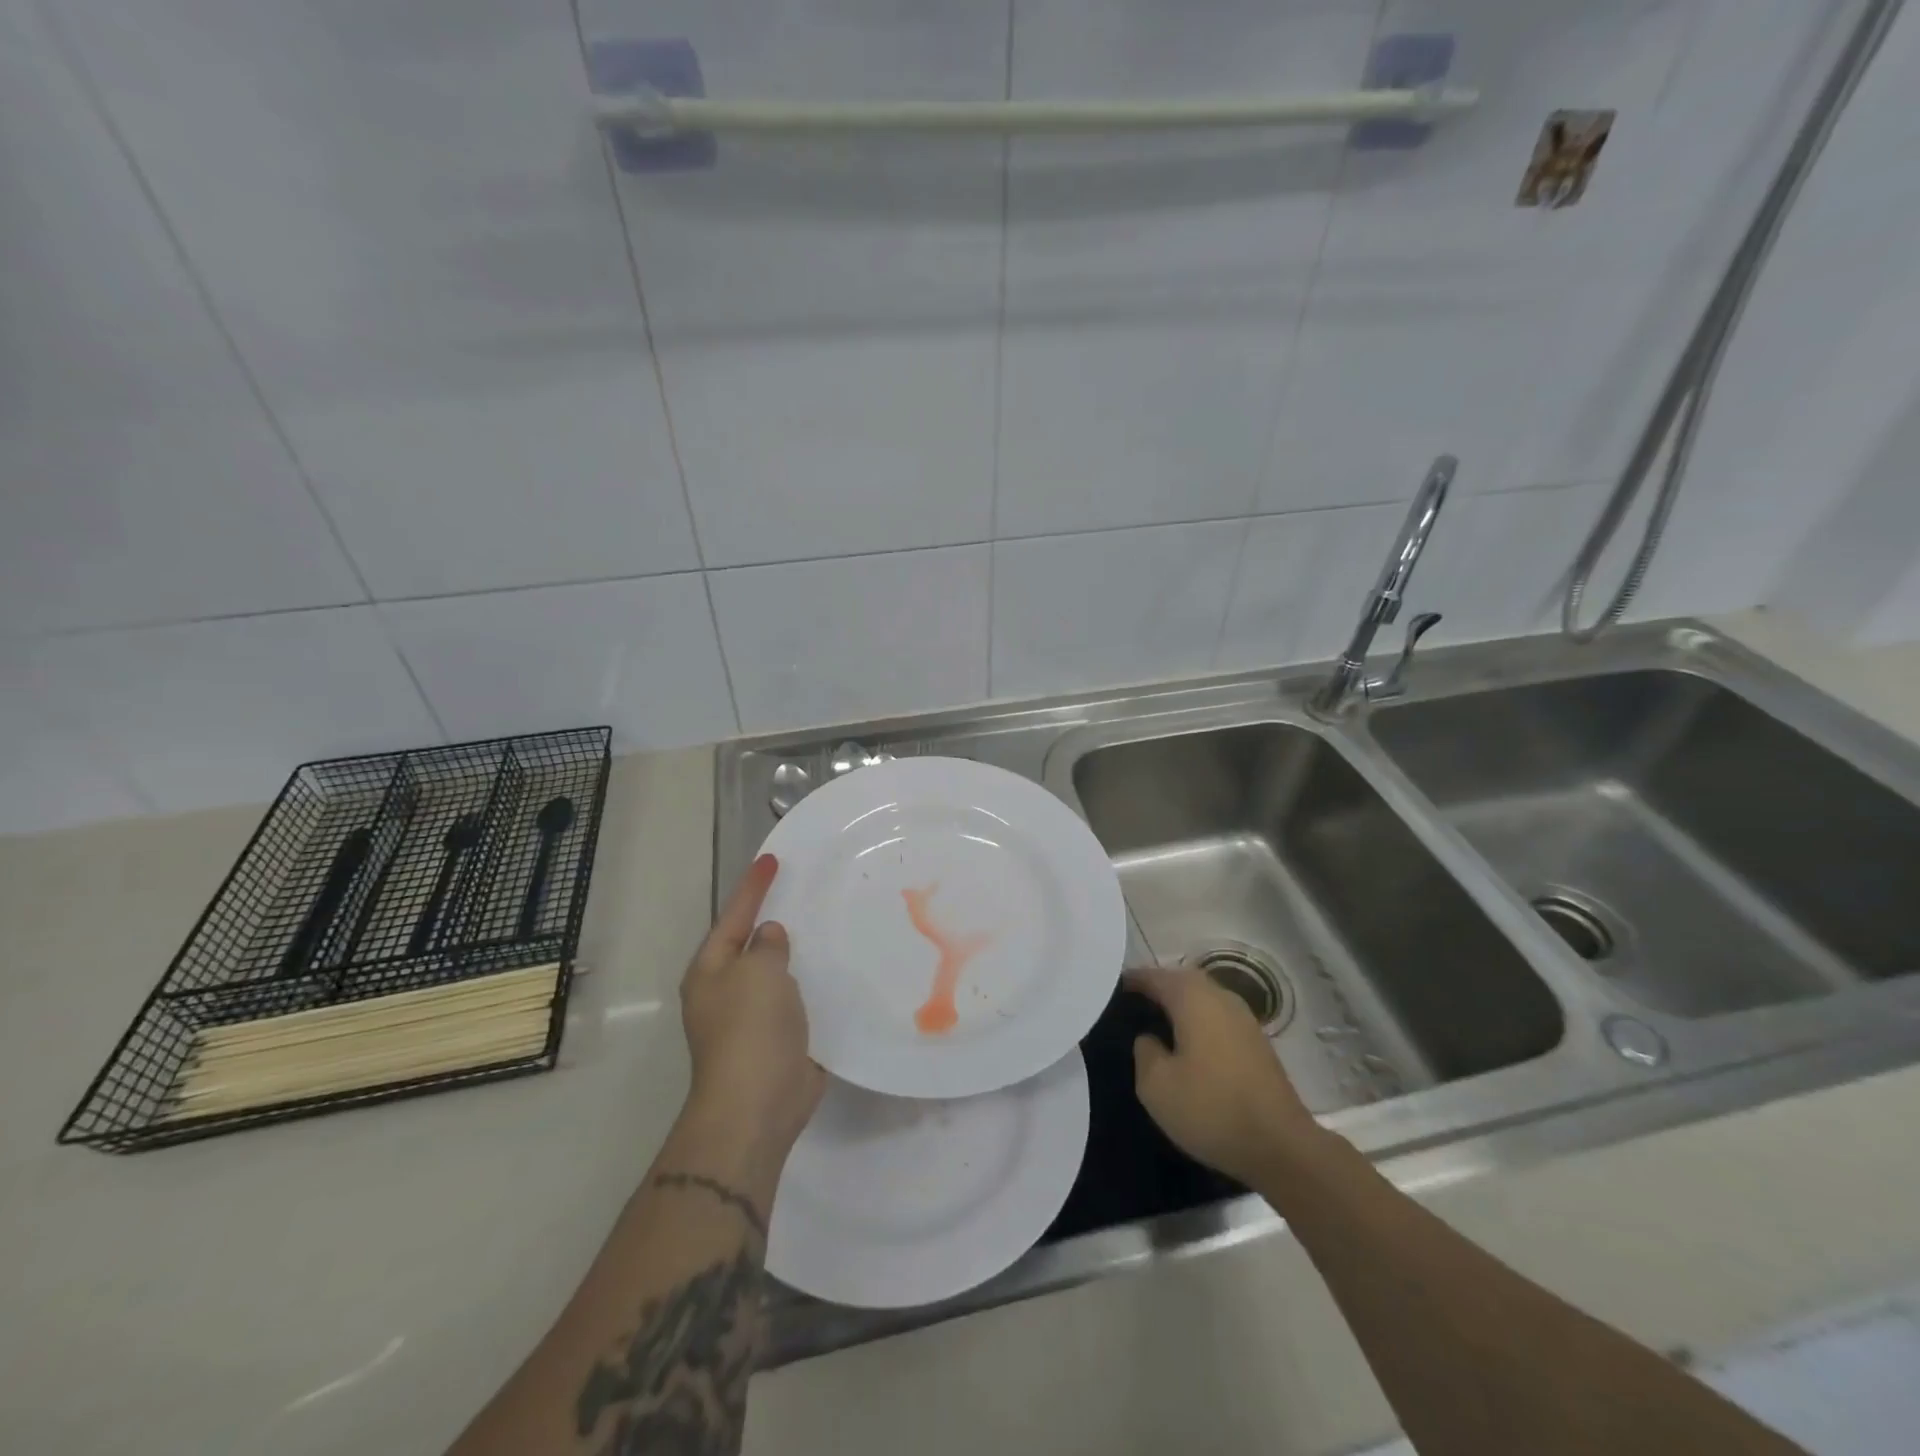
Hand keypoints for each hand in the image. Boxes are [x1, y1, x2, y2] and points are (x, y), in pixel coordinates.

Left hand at [681, 853, 825, 1153]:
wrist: (758, 1105)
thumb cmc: (750, 1029)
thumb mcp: (758, 973)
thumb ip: (767, 947)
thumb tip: (770, 937)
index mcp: (711, 971)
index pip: (734, 916)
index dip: (753, 887)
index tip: (771, 859)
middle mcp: (727, 991)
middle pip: (752, 944)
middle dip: (774, 919)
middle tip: (804, 888)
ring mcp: (752, 1019)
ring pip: (778, 972)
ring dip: (798, 952)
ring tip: (827, 923)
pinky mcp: (779, 1040)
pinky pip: (797, 999)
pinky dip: (813, 983)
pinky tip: (838, 971)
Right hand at [1127, 965, 1325, 1187]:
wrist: (1282, 1147)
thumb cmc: (1211, 1108)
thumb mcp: (1155, 1086)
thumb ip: (1143, 1051)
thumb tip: (1149, 1037)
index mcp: (1192, 997)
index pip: (1152, 976)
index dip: (1129, 982)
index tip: (1107, 993)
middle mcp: (1220, 996)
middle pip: (1180, 981)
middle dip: (1155, 990)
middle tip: (1129, 1010)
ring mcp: (1244, 1018)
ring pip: (1202, 999)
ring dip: (1179, 1007)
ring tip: (1155, 1028)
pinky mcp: (1257, 1042)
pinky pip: (1217, 1018)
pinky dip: (1198, 1024)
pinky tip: (1187, 1048)